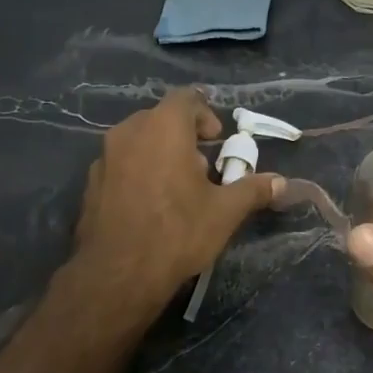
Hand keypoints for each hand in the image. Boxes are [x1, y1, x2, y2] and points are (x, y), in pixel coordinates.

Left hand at [73, 87, 280, 310]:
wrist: (117, 274)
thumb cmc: (177, 232)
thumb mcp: (225, 212)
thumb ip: (253, 190)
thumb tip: (281, 183)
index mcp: (163, 127)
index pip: (185, 98)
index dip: (205, 114)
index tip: (217, 140)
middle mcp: (129, 132)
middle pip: (160, 118)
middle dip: (183, 136)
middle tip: (201, 167)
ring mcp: (104, 158)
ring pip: (137, 141)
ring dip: (159, 154)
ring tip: (177, 188)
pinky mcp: (90, 183)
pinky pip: (120, 165)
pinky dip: (138, 173)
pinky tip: (150, 206)